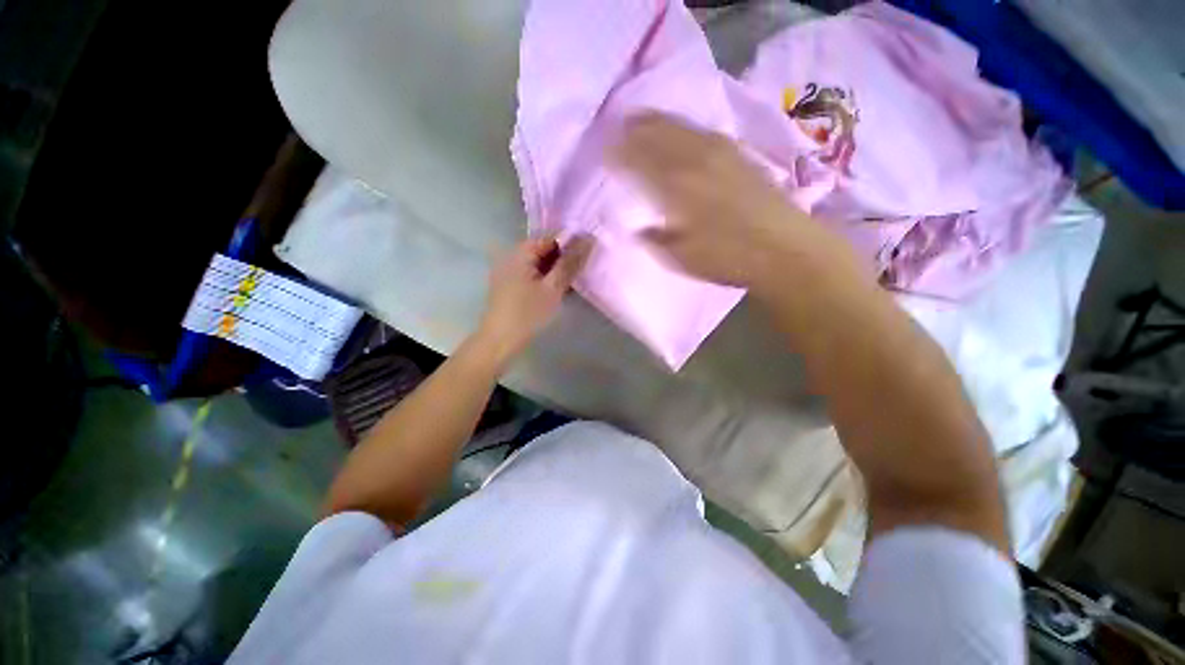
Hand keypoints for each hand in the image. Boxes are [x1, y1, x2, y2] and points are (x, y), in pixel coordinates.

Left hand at [473, 234, 592, 368]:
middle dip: (564, 257)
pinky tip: (557, 290)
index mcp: (521, 251)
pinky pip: (530, 273)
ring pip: (538, 262)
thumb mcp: (553, 288)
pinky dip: (544, 278)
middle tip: (583, 270)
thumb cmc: (526, 314)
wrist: (498, 342)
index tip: (589, 255)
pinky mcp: (507, 284)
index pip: (551, 236)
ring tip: (573, 281)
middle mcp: (512, 254)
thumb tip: (588, 238)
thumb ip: (570, 262)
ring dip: (555, 269)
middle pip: (544, 248)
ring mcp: (507, 269)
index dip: (571, 243)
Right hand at [612, 112, 851, 289]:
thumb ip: (656, 241)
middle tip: (616, 125)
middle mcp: (690, 159)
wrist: (787, 247)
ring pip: (678, 126)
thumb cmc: (732, 258)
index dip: (616, 153)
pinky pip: (702, 130)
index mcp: (671, 185)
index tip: (604, 151)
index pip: (634, 159)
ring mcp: (716, 151)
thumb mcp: (684, 260)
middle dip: (632, 128)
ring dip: (655, 120)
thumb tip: (639, 229)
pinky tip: (682, 129)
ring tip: (640, 116)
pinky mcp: (737, 152)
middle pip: (654, 134)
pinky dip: (684, 125)